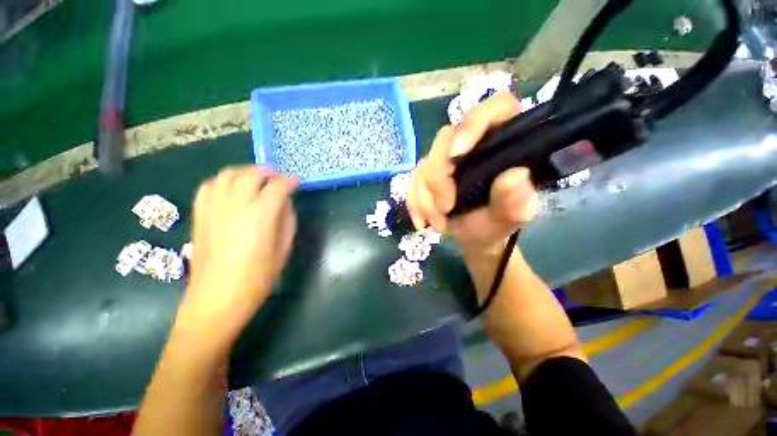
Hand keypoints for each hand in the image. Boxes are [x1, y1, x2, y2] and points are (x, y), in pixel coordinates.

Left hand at [180, 166, 298, 339]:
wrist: (217, 299)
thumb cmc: (258, 278)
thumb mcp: (283, 249)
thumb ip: (287, 221)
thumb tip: (285, 204)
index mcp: (260, 217)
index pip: (277, 188)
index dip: (290, 182)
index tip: (297, 182)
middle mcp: (235, 206)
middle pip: (251, 175)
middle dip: (268, 172)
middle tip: (278, 177)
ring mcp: (213, 209)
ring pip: (227, 175)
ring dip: (245, 172)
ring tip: (256, 179)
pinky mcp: (199, 215)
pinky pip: (209, 186)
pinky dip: (223, 181)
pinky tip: (231, 189)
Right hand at [407, 92, 538, 255]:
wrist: (473, 237)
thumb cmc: (495, 224)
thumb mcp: (509, 218)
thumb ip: (517, 201)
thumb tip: (516, 175)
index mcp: (503, 142)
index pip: (494, 109)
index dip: (473, 124)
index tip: (457, 155)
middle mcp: (472, 143)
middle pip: (446, 139)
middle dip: (439, 179)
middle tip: (445, 209)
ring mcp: (446, 158)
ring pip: (425, 163)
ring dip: (426, 197)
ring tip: (438, 224)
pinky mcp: (429, 172)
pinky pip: (412, 179)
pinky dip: (414, 202)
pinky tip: (422, 221)